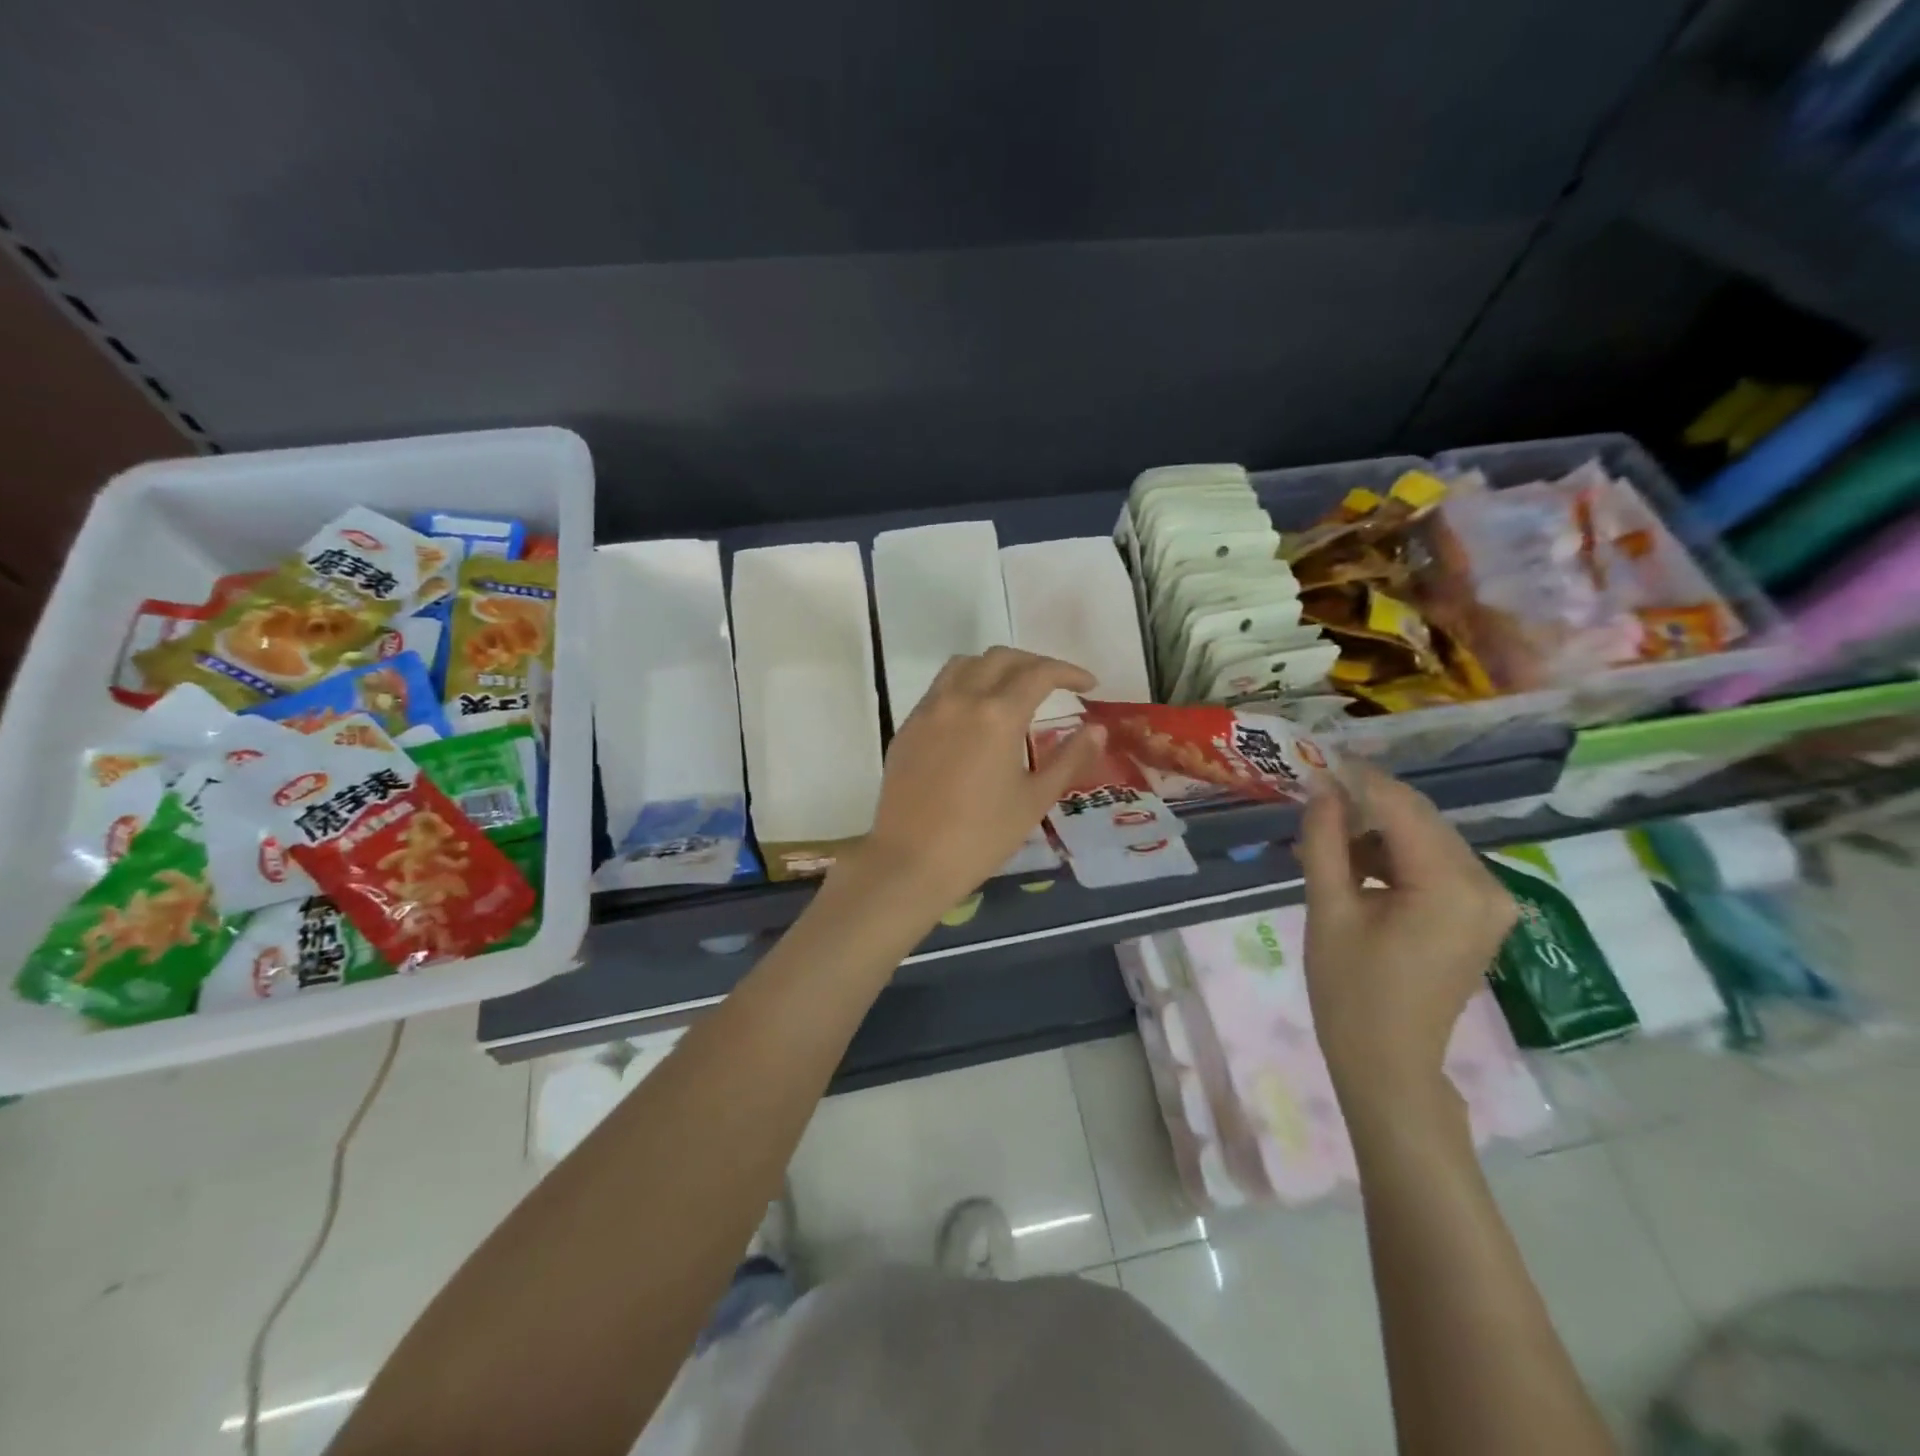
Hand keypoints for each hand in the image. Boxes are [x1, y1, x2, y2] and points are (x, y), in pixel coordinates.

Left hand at [839, 647, 1106, 911]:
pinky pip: (939, 688)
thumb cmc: (981, 836)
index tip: (1088, 684)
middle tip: (1055, 684)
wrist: (911, 861)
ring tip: (1013, 690)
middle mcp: (960, 699)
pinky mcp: (907, 727)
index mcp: (997, 715)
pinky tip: (974, 715)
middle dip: (1034, 663)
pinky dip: (965, 685)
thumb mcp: (1035, 799)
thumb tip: (1096, 729)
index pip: (1039, 673)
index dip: (1069, 672)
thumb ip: (1069, 758)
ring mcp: (928, 710)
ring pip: (964, 665)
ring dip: (995, 667)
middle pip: (1001, 658)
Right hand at [1297, 763, 1516, 1126]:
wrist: (1388, 1064)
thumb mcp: (1327, 910)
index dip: (1356, 779)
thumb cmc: (1351, 992)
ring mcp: (1490, 901)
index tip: (1314, 760)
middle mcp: (1487, 885)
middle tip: (1311, 797)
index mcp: (1451, 886)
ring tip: (1323, 837)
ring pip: (1426, 839)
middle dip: (1365, 803)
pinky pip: (1434, 864)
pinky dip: (1393, 856)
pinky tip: (1353, 864)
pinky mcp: (1480, 914)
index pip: (1402, 807)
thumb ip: (1324, 842)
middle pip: (1419, 819)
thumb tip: (1320, 789)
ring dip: (1376, 830)